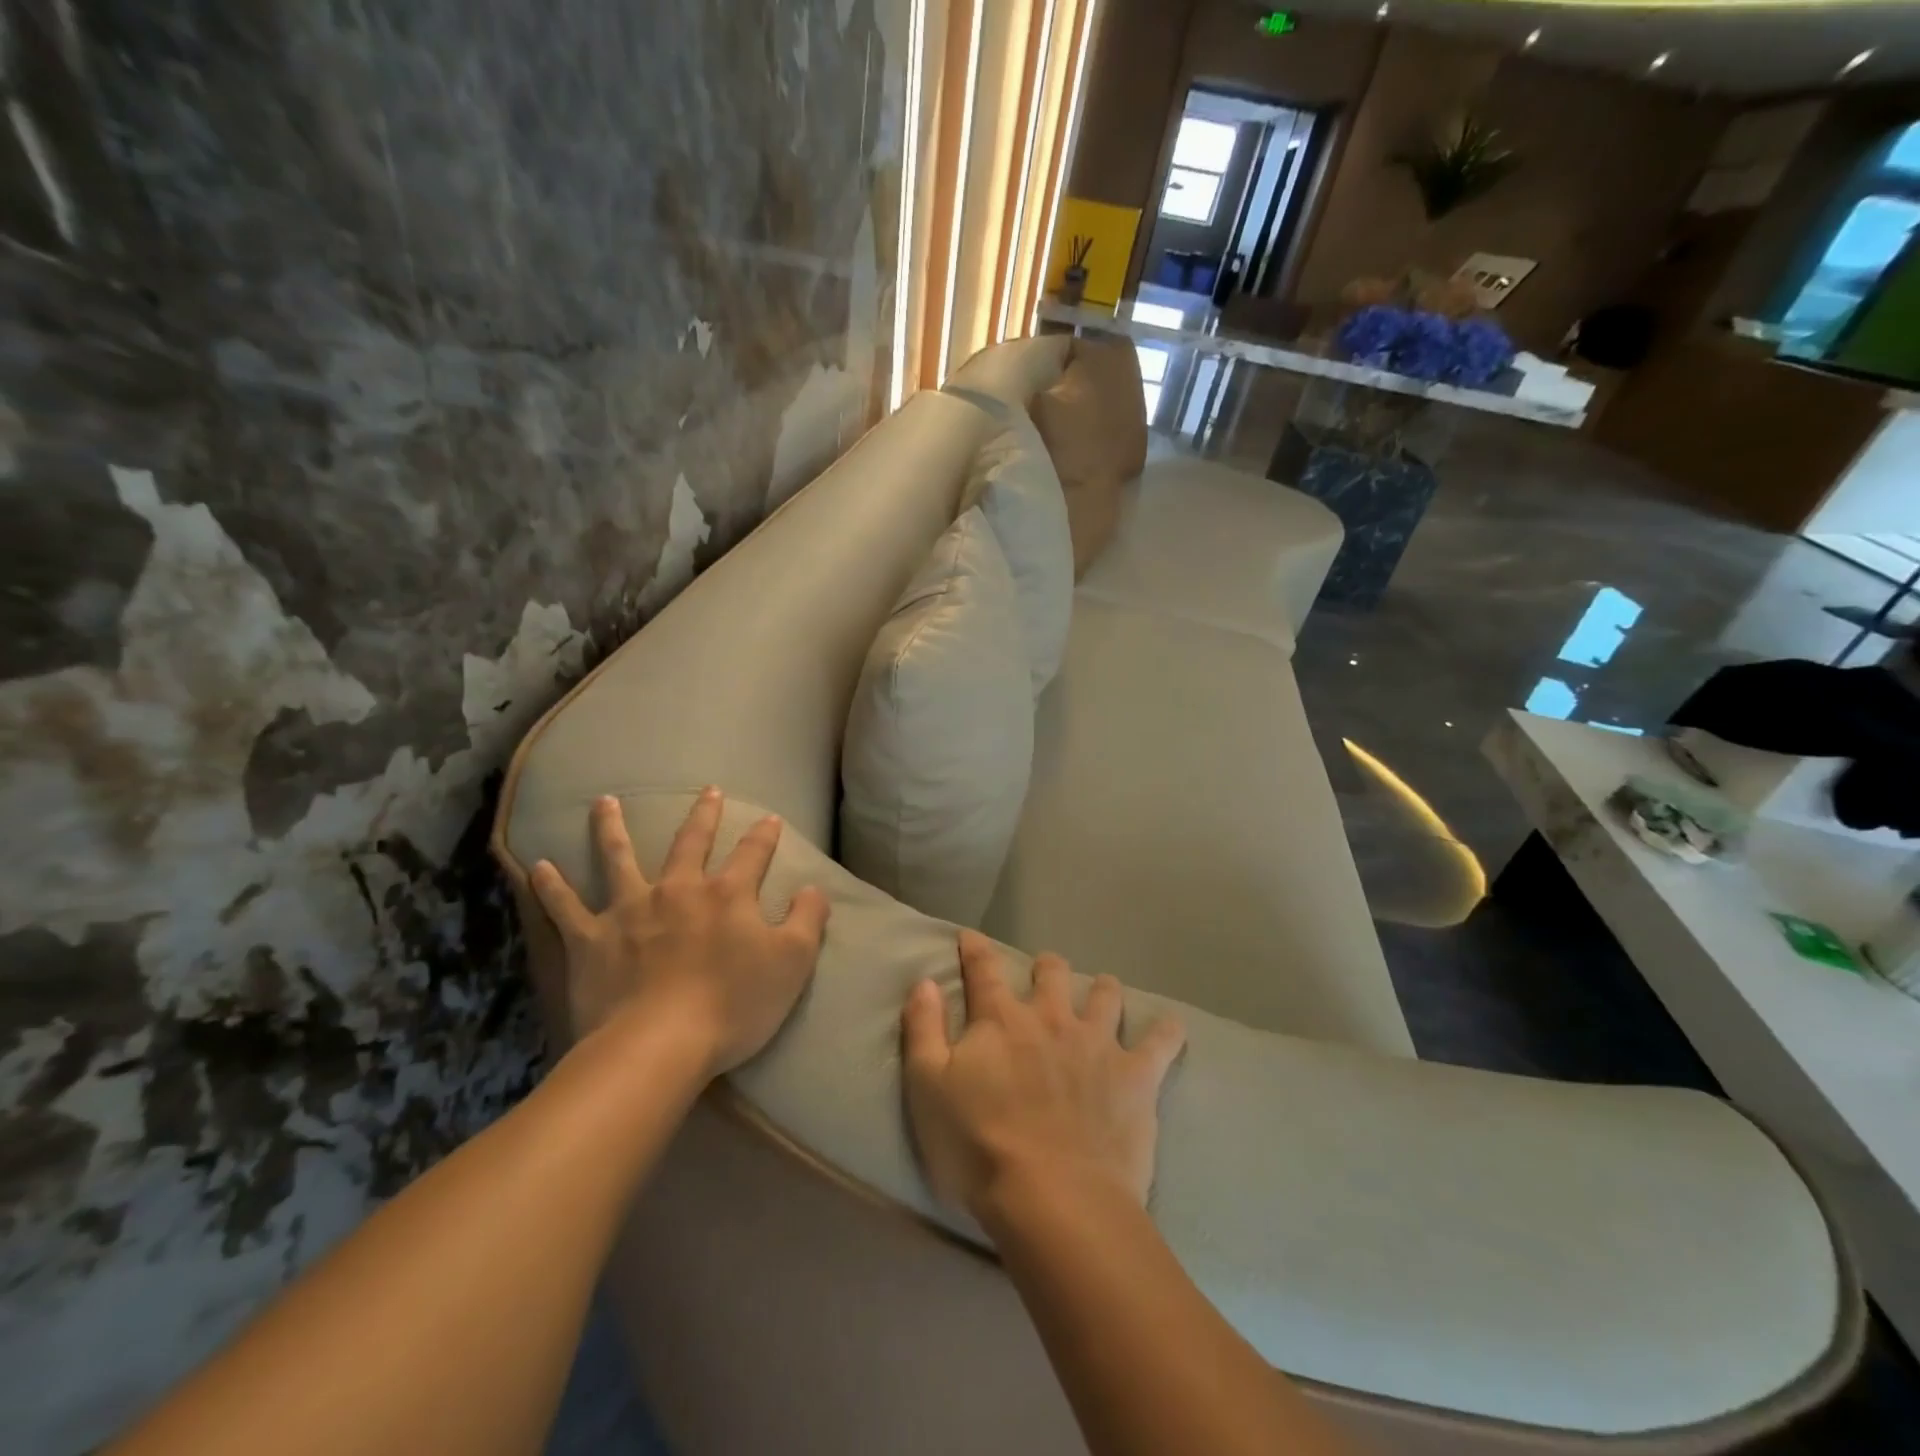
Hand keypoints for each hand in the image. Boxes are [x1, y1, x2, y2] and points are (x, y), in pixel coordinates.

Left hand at [530, 790, 830, 1074]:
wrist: (657, 1046)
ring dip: (611, 828)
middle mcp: (678, 889)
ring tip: (604, 802)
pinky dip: (550, 886)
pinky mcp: (591, 939)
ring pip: (619, 857)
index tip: (769, 819)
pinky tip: (537, 866)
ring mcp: (630, 910)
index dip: (764, 835)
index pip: (753, 853)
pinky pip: (565, 907)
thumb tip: (813, 888)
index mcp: (727, 895)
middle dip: (703, 815)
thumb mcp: (792, 963)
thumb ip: (807, 919)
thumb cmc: (732, 1005)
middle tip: (707, 791)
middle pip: (690, 842)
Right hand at [901, 930, 1185, 1220]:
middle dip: (1047, 967)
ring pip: (1106, 995)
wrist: (1055, 1199)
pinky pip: (1161, 1042)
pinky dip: (1166, 1032)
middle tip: (1045, 972)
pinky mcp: (1136, 1075)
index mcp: (1001, 1020)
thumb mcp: (928, 1088)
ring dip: (1102, 989)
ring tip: (1102, 992)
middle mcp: (1051, 1018)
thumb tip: (924, 981)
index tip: (970, 936)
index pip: (983, 970)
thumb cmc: (979, 1147)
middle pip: (1052, 973)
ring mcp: (1098, 1043)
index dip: (975, 949)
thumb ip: (924, 1029)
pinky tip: (1170, 1027)